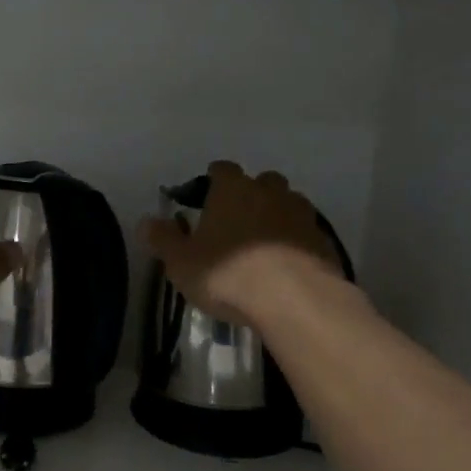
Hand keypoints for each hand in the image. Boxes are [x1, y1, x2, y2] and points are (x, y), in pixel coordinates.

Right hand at [138, 161, 348, 327]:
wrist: (296, 300)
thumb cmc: (229, 275)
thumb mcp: (182, 262)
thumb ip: (163, 239)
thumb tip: (146, 221)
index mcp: (233, 189)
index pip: (221, 169)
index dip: (211, 181)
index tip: (203, 199)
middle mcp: (270, 192)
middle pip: (261, 182)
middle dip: (249, 195)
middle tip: (234, 222)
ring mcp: (302, 215)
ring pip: (287, 204)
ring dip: (275, 216)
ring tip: (261, 245)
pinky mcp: (324, 241)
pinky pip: (305, 233)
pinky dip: (294, 242)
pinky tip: (284, 266)